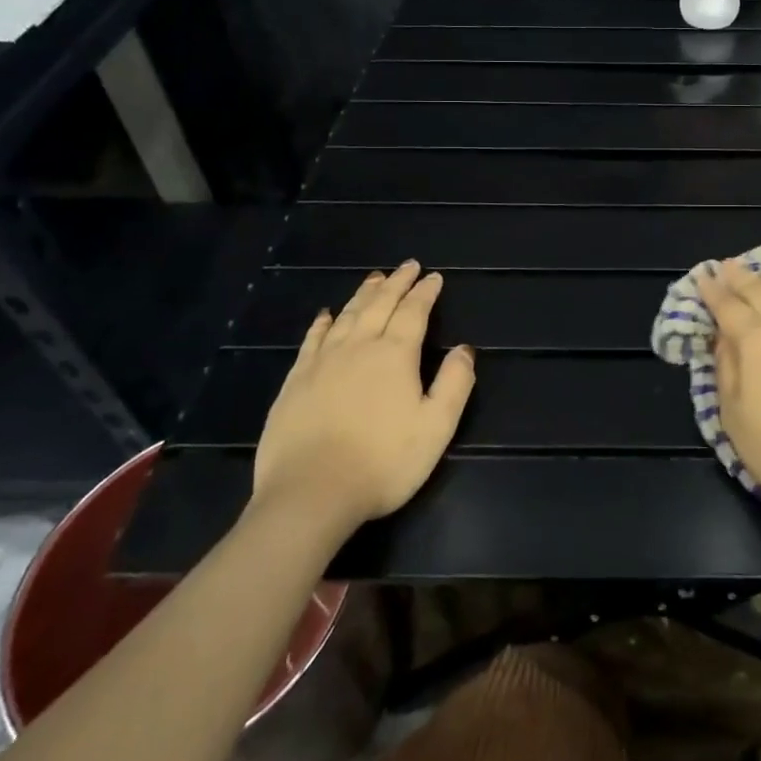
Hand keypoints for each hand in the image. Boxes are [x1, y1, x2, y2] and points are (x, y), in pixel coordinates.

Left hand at [251, 262, 475, 528]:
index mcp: (395, 355)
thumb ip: (455, 384)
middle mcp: (359, 347)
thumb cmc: (382, 463)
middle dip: (397, 283)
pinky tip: (327, 314)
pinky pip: (312, 339)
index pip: (414, 312)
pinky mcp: (296, 381)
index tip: (433, 277)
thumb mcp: (436, 428)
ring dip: (364, 294)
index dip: (425, 292)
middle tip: (408, 266)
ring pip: (348, 315)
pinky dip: (324, 322)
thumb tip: (464, 348)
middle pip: (380, 304)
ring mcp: (322, 362)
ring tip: (375, 278)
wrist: (310, 495)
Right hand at [696, 258, 760, 521]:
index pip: (727, 307)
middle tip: (727, 266)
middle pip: (759, 291)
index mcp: (755, 340)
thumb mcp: (734, 417)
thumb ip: (725, 371)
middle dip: (740, 277)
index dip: (712, 291)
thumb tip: (723, 340)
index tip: (702, 277)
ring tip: (760, 273)